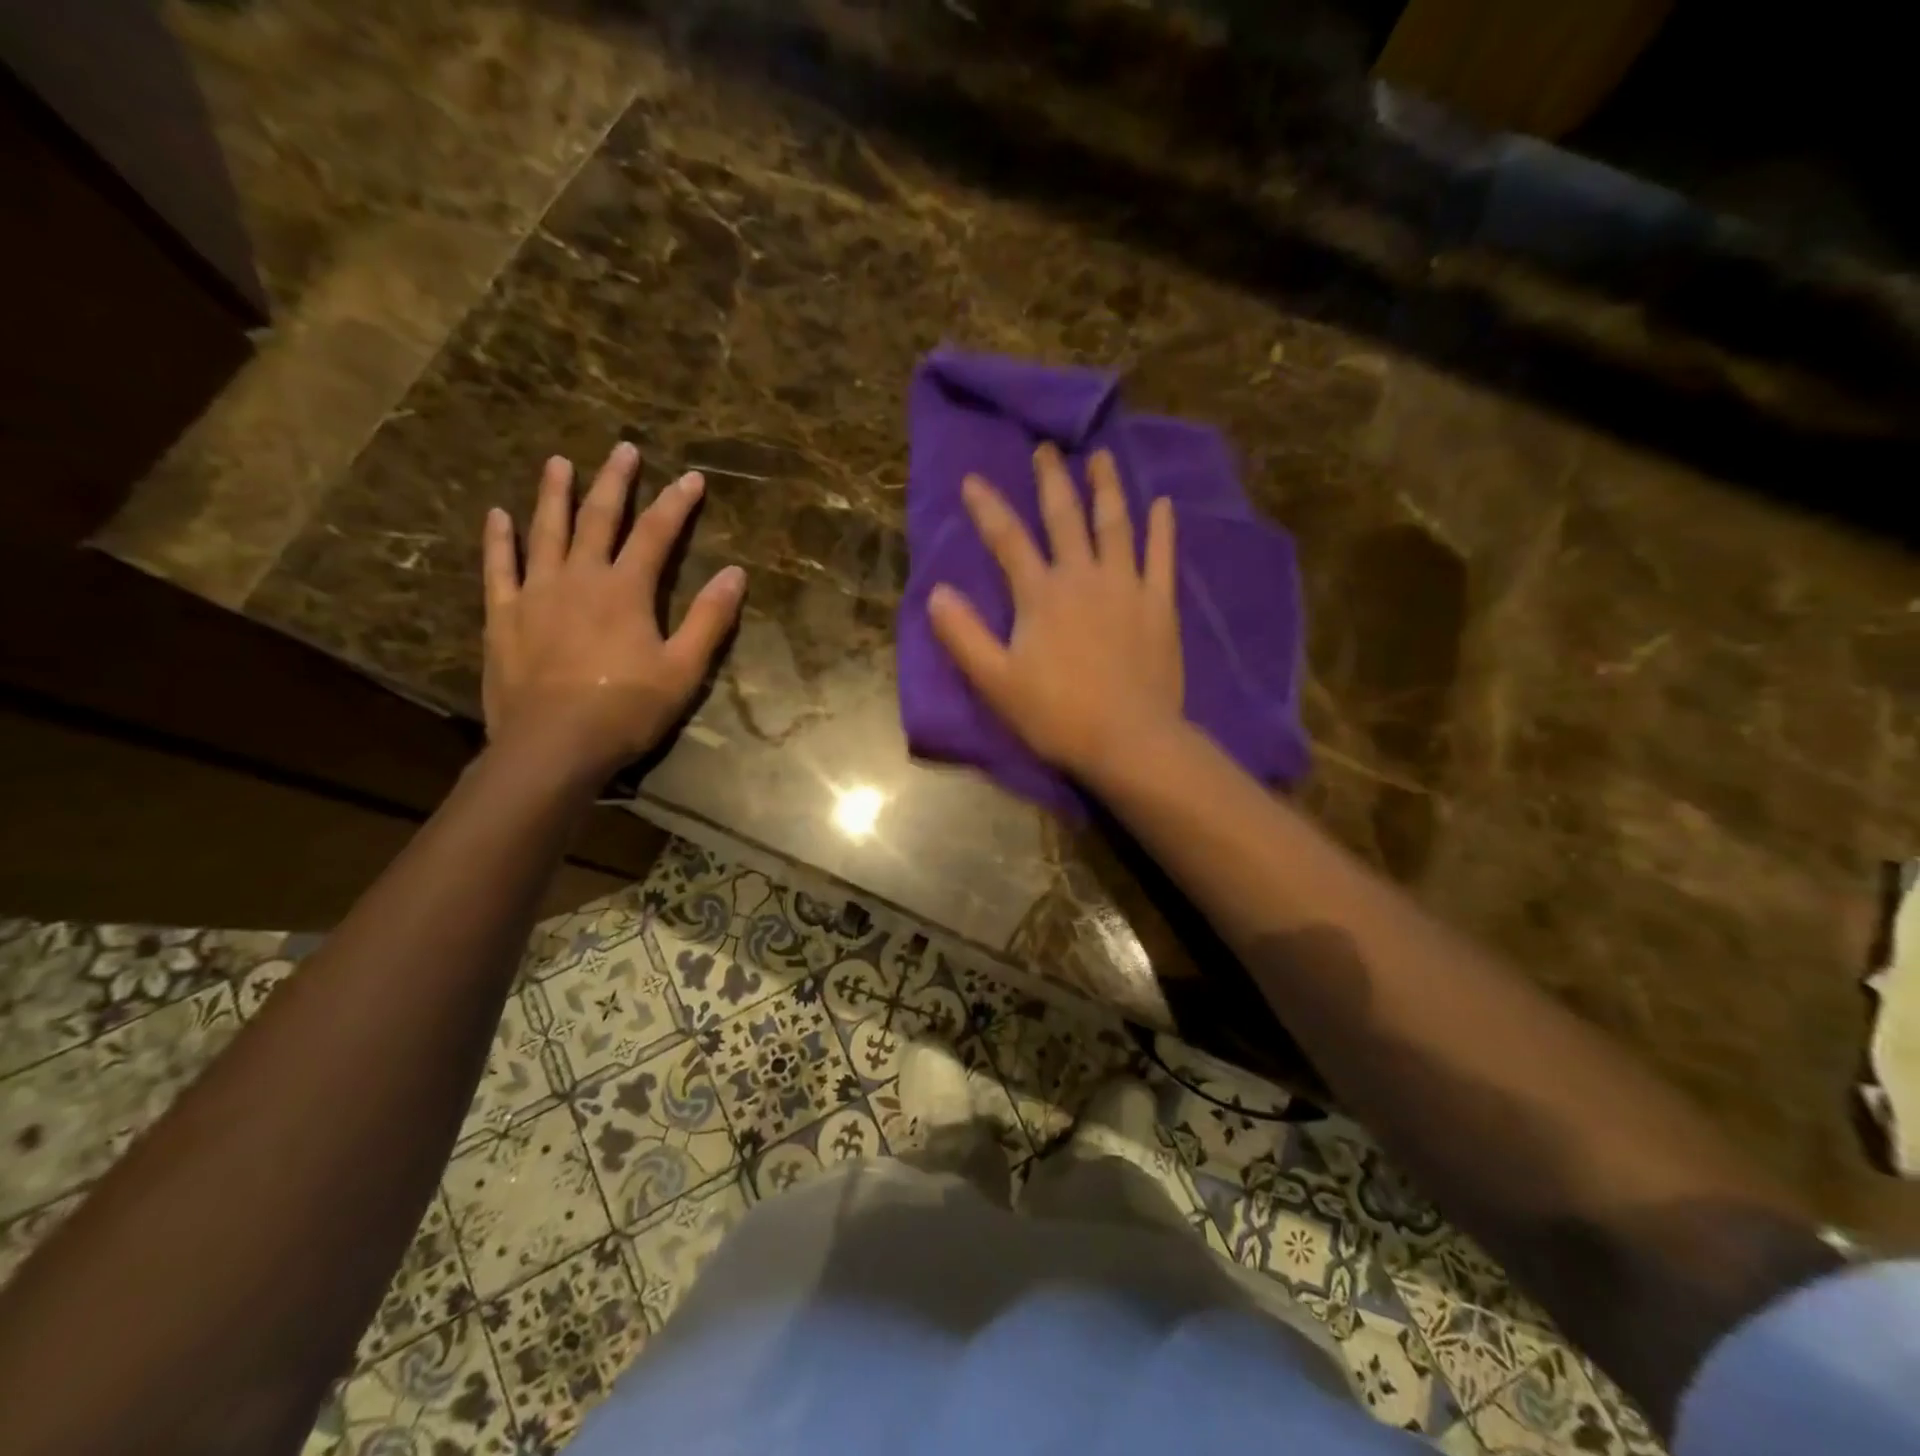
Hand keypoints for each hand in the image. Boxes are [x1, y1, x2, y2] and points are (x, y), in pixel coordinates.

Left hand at [482, 442, 744, 779]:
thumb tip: (735, 573)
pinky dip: (499, 540)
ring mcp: (536, 593)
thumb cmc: (626, 710)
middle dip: (615, 481)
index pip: (656, 534)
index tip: (692, 478)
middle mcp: (580, 577)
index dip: (677, 504)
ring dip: (554, 495)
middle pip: (598, 517)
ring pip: (546, 531)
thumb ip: (709, 619)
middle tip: (623, 449)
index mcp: (626, 589)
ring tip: (559, 463)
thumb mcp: (683, 669)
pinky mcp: (504, 616)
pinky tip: (499, 516)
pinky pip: (499, 568)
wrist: (553, 745)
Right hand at [929, 443, 1183, 783]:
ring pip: (1116, 525)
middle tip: (1046, 449)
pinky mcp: (1159, 605)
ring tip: (1102, 458)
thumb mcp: (996, 681)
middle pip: (1065, 517)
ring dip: (1107, 488)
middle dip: (1051, 481)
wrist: (1129, 739)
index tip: (973, 480)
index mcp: (1041, 594)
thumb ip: (964, 635)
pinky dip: (1162, 529)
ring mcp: (1127, 586)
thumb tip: (936, 593)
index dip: (987, 507)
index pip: (1007, 539)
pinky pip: (1161, 557)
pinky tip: (1164, 505)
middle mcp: (1083, 577)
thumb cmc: (1057, 715)